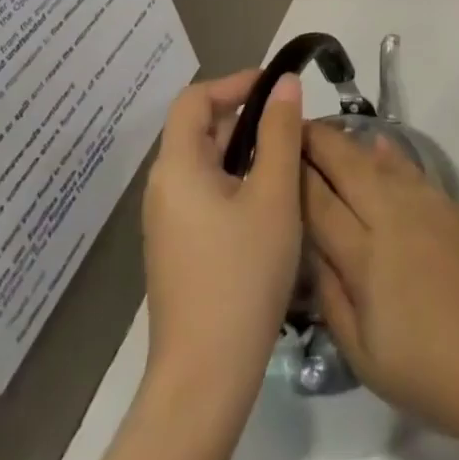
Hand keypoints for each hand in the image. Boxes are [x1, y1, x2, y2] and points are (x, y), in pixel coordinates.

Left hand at [142, 69, 302, 405]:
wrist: (205, 377)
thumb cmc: (243, 274)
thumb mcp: (274, 195)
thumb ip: (280, 132)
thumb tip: (284, 83)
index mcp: (177, 168)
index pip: (194, 99)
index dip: (234, 82)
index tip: (277, 87)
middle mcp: (163, 189)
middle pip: (200, 130)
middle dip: (247, 117)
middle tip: (295, 126)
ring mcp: (168, 223)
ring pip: (207, 165)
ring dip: (246, 151)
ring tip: (290, 162)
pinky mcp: (179, 249)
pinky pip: (207, 194)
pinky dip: (238, 182)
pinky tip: (271, 204)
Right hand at [301, 122, 458, 453]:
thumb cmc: (432, 374)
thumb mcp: (364, 356)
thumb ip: (332, 297)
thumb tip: (311, 252)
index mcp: (366, 257)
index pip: (318, 202)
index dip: (293, 174)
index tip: (268, 152)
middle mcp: (393, 218)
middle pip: (347, 167)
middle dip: (317, 143)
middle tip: (290, 129)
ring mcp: (426, 207)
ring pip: (378, 162)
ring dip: (349, 144)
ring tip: (323, 134)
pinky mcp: (451, 208)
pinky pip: (410, 170)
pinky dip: (389, 155)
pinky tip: (378, 146)